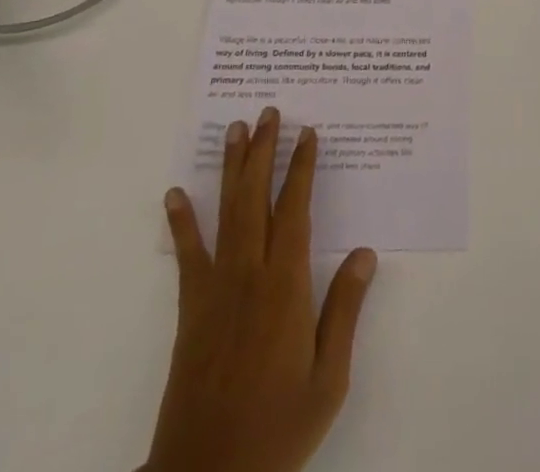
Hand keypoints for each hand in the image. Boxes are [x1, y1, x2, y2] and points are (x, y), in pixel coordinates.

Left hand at [148, 108, 377, 471]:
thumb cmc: (277, 428)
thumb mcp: (328, 378)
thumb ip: (345, 310)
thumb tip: (365, 252)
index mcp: (286, 287)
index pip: (296, 210)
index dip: (302, 168)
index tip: (308, 133)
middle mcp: (249, 275)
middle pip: (257, 198)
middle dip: (264, 151)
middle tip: (268, 112)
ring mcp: (215, 289)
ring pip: (226, 213)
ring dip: (232, 169)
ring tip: (234, 130)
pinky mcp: (190, 309)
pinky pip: (187, 255)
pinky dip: (181, 222)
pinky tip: (174, 193)